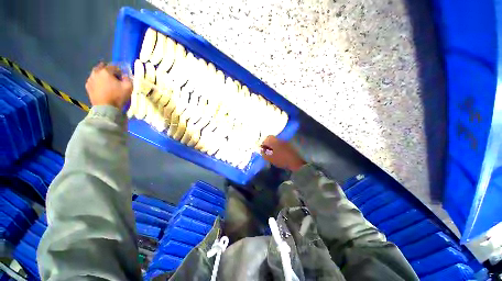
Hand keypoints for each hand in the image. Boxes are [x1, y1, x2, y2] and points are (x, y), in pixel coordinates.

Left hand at [85, 62, 132, 108]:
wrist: (106, 108)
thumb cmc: (118, 96)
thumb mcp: (129, 87)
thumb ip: (128, 79)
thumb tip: (125, 76)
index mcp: (106, 71)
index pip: (114, 66)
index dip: (120, 71)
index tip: (123, 76)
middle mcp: (96, 73)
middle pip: (102, 67)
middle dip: (108, 70)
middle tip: (114, 76)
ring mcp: (90, 80)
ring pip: (96, 74)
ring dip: (102, 76)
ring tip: (107, 82)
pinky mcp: (88, 87)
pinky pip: (93, 81)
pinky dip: (97, 82)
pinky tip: (102, 87)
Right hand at [261, 135, 305, 171]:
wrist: (295, 162)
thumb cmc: (281, 159)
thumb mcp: (269, 158)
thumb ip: (263, 154)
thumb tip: (260, 150)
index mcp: (273, 140)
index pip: (265, 139)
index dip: (262, 144)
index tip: (261, 150)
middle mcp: (279, 139)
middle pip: (270, 139)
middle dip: (267, 144)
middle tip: (265, 151)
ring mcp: (284, 141)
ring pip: (275, 141)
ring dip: (272, 146)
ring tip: (270, 153)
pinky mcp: (288, 145)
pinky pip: (280, 144)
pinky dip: (277, 147)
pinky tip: (277, 153)